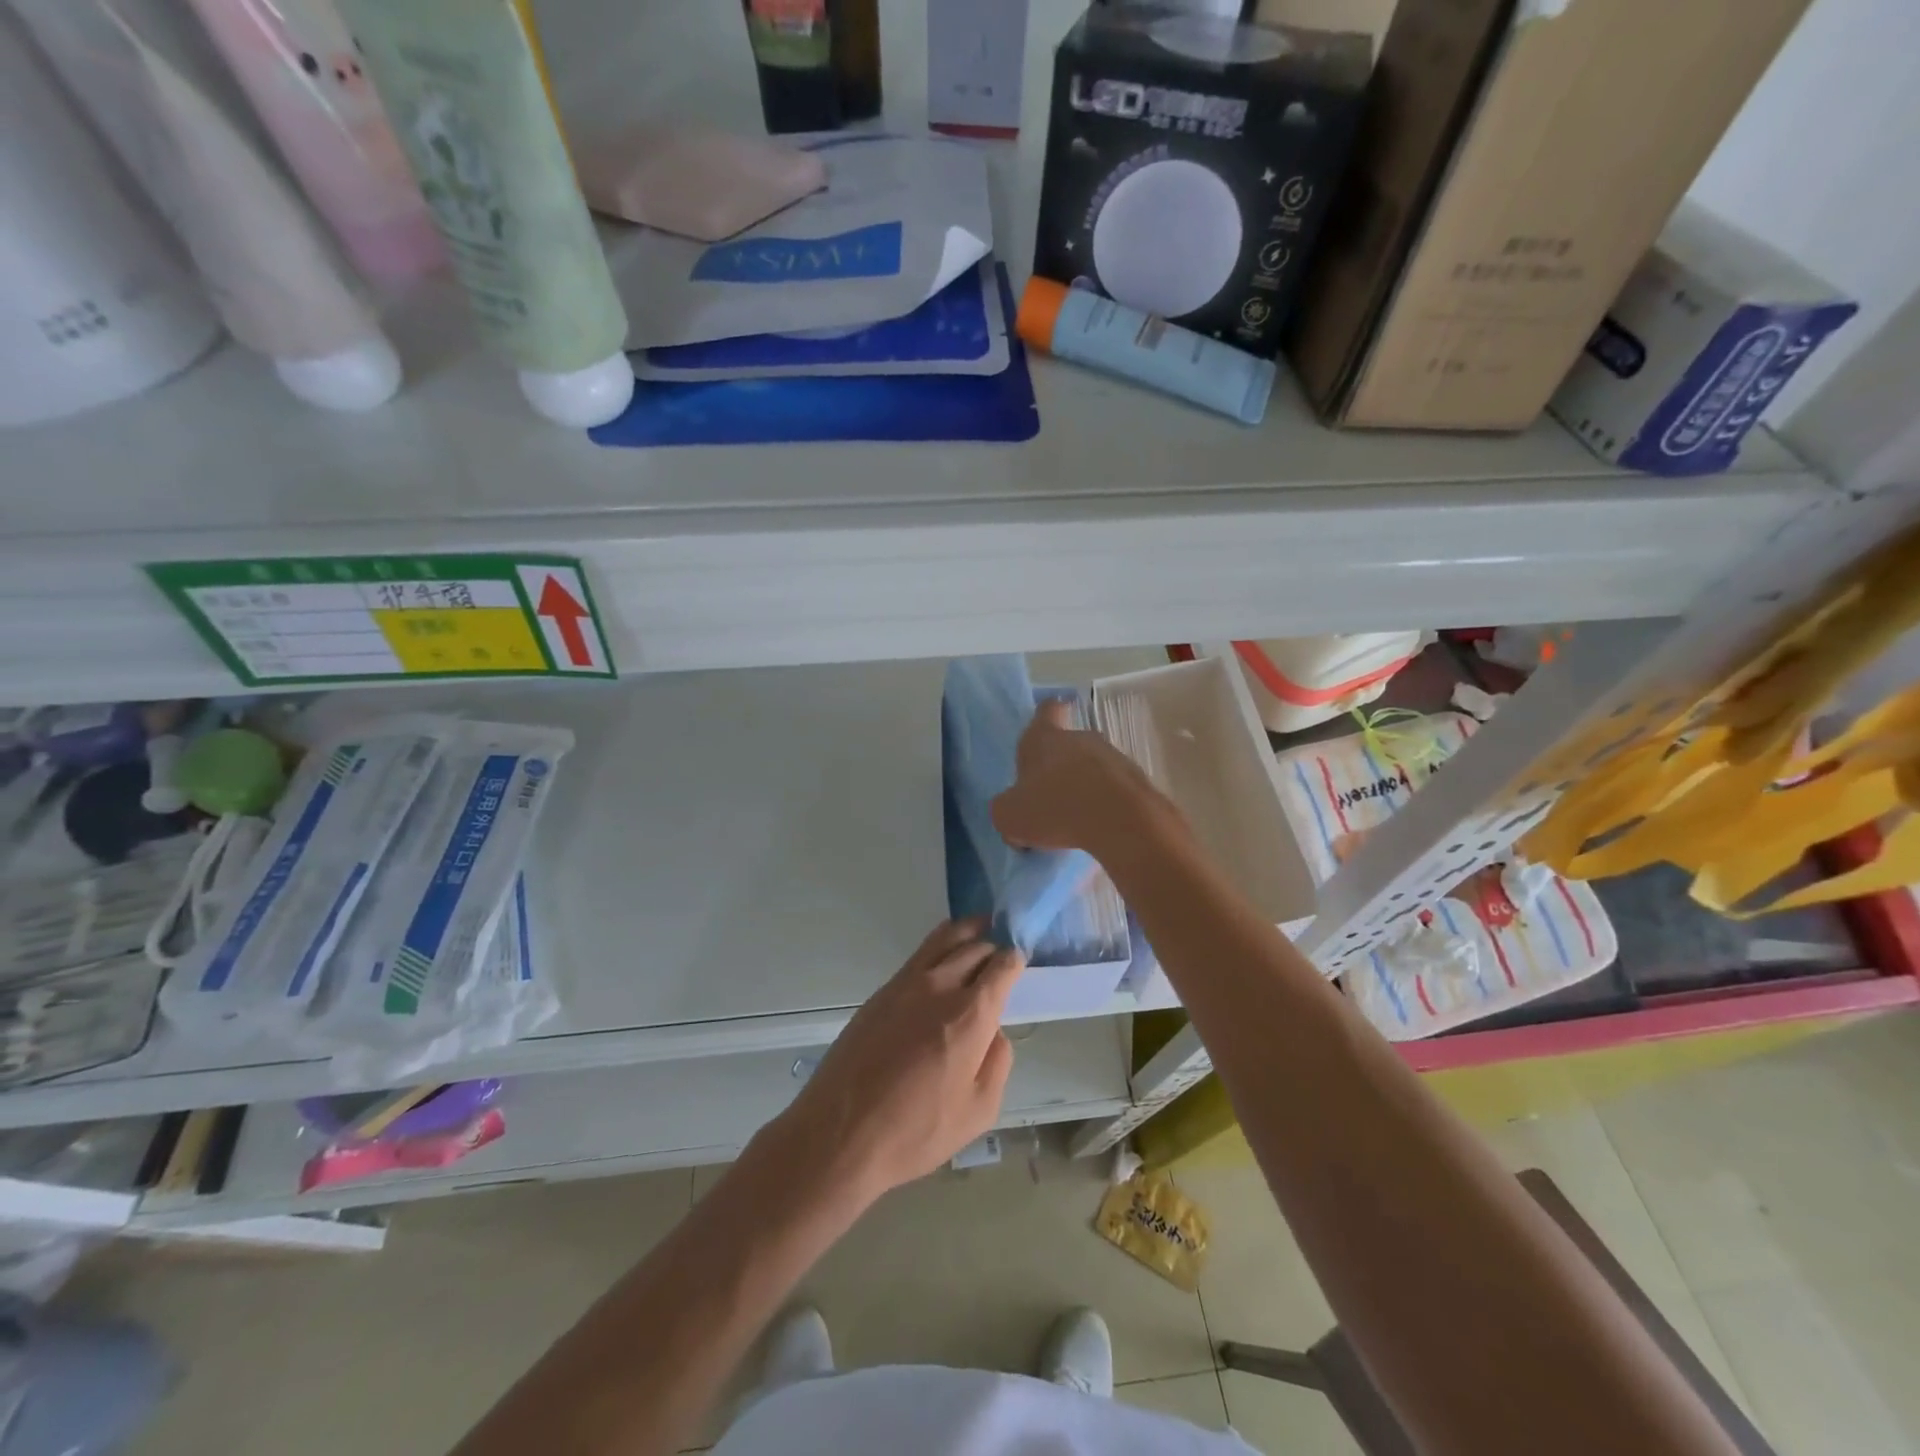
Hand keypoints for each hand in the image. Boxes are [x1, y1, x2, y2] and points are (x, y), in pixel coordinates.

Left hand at [774, 919, 1022, 1204]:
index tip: (1020, 960)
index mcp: (971, 1014)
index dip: (1016, 960)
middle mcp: (941, 986)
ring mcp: (907, 983)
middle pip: (975, 946)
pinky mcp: (882, 991)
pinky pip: (920, 954)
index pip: (1002, 966)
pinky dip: (940, 944)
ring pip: (945, 938)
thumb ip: (997, 1063)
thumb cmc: (916, 1131)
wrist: (841, 1131)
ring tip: (980, 926)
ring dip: (967, 930)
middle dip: (994, 944)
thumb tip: (994, 1033)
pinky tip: (944, 954)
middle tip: (1004, 947)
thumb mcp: (978, 1111)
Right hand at [991, 700, 1173, 857]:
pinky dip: (1107, 804)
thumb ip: (1006, 809)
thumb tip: (1013, 811)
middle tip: (1050, 797)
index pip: (1046, 711)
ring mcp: (1113, 757)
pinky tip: (1099, 829)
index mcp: (1045, 739)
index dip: (1045, 717)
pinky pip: (1115, 789)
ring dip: (1085, 786)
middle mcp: (1081, 738)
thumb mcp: (1010, 817)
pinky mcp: (1137, 781)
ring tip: (1077, 819)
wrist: (1121, 822)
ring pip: (1093, 767)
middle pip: (1069, 744)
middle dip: (1061, 766)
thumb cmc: (1055, 808)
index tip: (1045, 728)